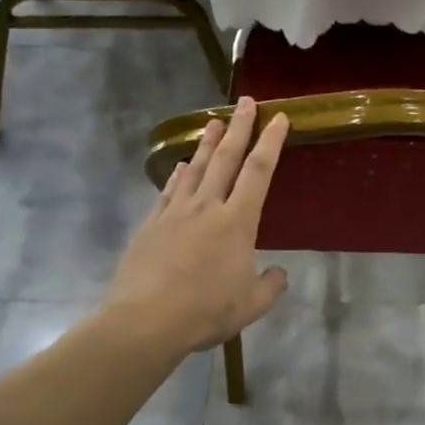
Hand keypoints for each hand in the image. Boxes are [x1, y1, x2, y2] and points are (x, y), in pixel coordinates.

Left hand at [104, 97, 289, 356]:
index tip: (277, 118)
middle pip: (225, 159)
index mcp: (237, 222)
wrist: (145, 322)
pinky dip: (177, 175)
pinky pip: (169, 192)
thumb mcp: (251, 306)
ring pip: (195, 169)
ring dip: (206, 144)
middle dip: (239, 128)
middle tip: (244, 102)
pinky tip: (180, 167)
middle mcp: (207, 208)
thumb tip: (278, 273)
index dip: (271, 142)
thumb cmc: (205, 312)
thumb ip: (270, 286)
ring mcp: (175, 213)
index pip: (259, 172)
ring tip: (213, 123)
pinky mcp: (151, 225)